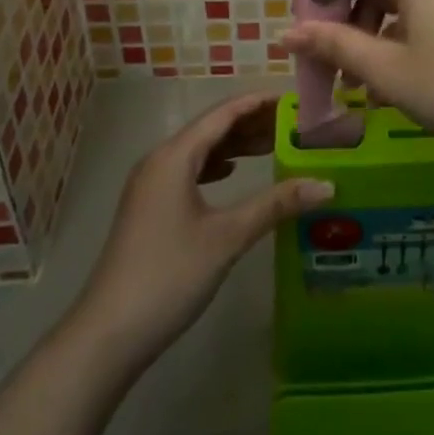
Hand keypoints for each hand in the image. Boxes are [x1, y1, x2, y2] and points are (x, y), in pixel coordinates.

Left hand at [71, 95, 332, 367]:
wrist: (107, 335)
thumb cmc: (169, 276)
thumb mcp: (227, 237)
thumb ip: (275, 205)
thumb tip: (326, 184)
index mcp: (174, 156)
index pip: (223, 113)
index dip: (259, 102)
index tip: (295, 99)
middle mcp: (159, 160)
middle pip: (211, 128)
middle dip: (251, 122)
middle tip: (293, 123)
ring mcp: (150, 184)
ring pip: (199, 150)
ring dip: (234, 145)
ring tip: (273, 145)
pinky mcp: (149, 207)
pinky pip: (188, 170)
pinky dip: (215, 165)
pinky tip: (233, 173)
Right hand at [279, 0, 433, 159]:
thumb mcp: (385, 69)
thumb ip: (333, 44)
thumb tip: (285, 33)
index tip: (301, 27)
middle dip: (340, 15)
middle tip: (323, 57)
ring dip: (366, 30)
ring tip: (354, 79)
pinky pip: (416, 6)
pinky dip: (394, 33)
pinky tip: (387, 78)